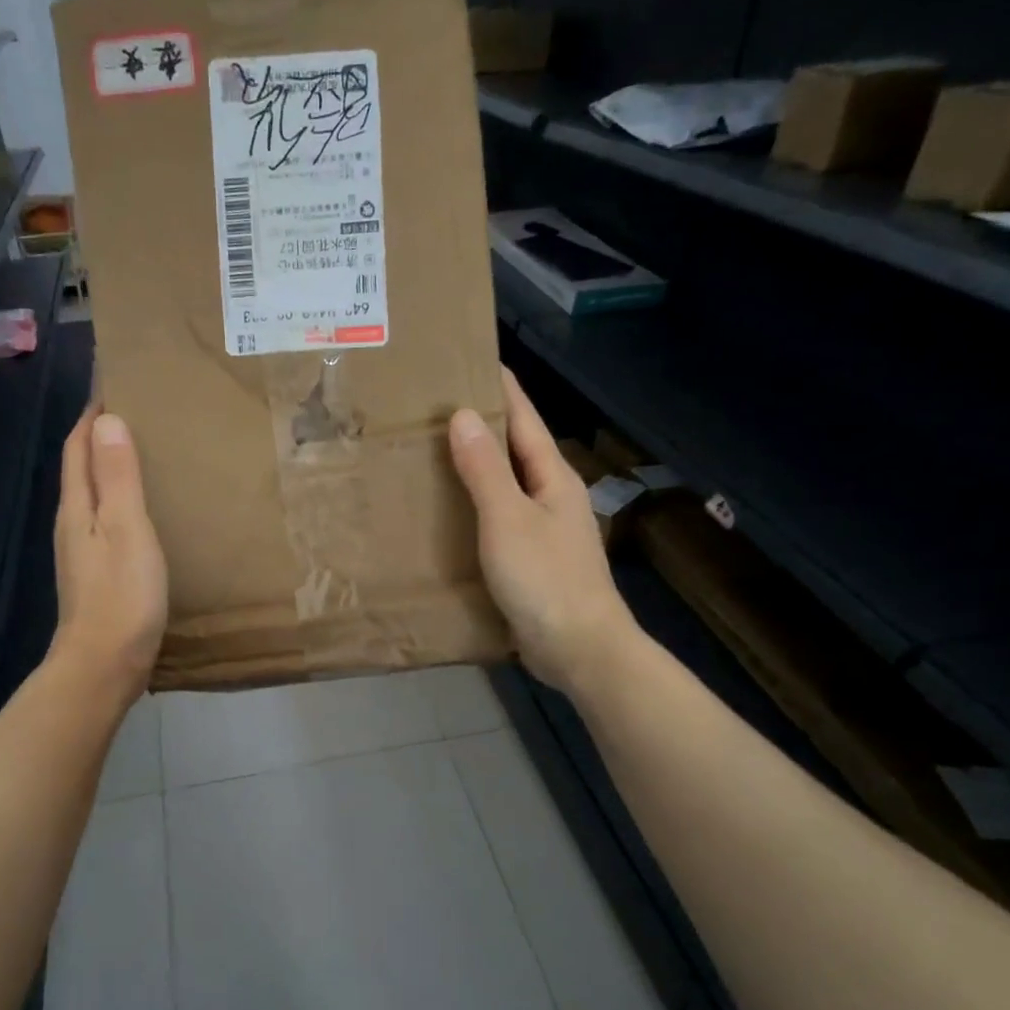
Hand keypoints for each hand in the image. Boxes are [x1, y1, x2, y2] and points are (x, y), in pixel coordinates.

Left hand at [52, 409, 167, 706]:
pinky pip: (107, 522)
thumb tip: (106, 420)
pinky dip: (122, 502)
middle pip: (82, 468)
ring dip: (112, 469)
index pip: (78, 446)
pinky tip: (144, 510)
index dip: (92, 414)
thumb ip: (118, 476)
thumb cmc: (121, 595)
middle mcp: (73, 524)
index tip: (113, 383)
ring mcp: (83, 552)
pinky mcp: (98, 575)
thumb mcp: (126, 528)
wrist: (104, 665)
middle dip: (101, 436)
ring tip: (146, 453)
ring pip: (94, 496)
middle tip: (138, 412)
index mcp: (77, 507)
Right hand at [448, 370, 636, 694]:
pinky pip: (498, 520)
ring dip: (474, 468)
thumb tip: (463, 415)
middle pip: (514, 449)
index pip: (523, 418)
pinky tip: (448, 513)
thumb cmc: (545, 578)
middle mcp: (551, 496)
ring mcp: (543, 530)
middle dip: (480, 426)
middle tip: (433, 408)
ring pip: (504, 486)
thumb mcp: (508, 518)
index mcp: (551, 477)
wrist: (579, 649)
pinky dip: (474, 507)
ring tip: (431, 454)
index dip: (500, 389)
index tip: (471, 361)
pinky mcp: (531, 560)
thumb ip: (485, 469)